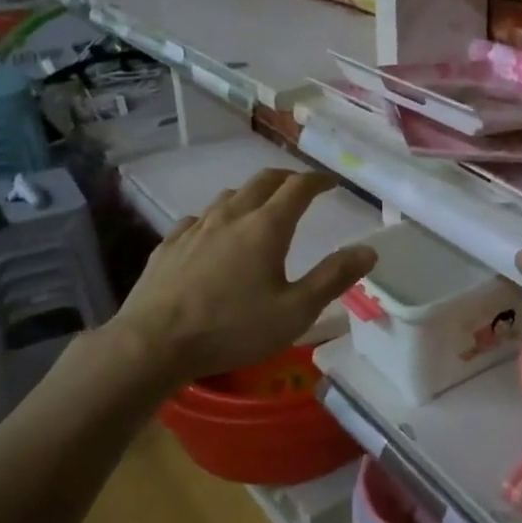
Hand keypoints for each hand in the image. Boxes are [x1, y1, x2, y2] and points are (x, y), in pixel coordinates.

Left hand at [105, 169, 376, 386]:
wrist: (152, 343)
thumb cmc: (232, 328)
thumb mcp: (295, 311)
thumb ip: (333, 278)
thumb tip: (368, 250)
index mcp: (266, 227)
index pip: (298, 188)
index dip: (318, 180)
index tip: (332, 182)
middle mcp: (231, 216)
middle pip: (262, 181)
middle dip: (287, 178)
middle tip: (301, 187)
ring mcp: (195, 228)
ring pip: (229, 196)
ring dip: (252, 194)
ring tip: (261, 207)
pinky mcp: (169, 245)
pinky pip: (198, 218)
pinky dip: (217, 217)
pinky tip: (213, 233)